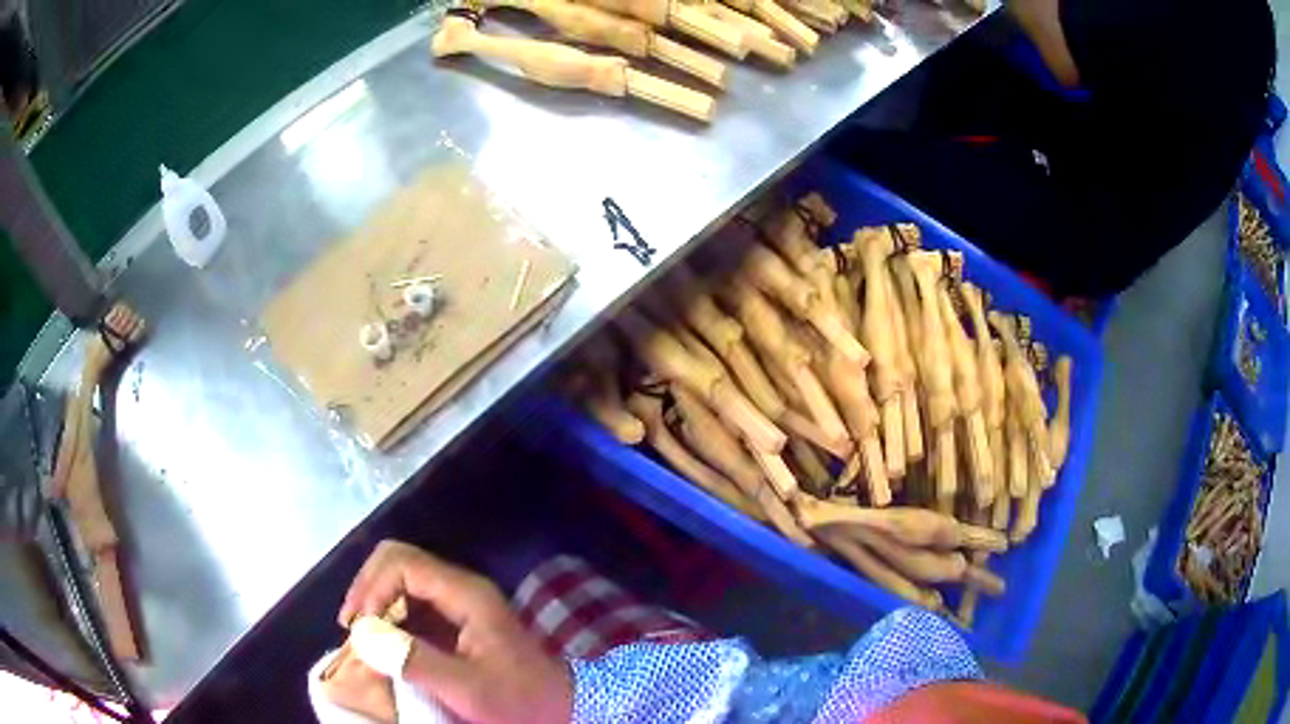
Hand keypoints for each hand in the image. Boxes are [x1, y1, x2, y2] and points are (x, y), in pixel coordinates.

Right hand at [339, 540, 571, 723]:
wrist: (561, 706)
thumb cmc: (518, 699)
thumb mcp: (466, 687)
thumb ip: (415, 662)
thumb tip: (364, 636)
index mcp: (466, 594)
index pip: (402, 564)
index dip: (372, 588)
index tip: (359, 627)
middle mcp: (460, 587)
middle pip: (398, 561)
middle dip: (367, 588)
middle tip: (352, 626)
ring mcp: (458, 601)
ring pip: (402, 579)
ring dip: (375, 601)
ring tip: (361, 636)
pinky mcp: (455, 619)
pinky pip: (411, 602)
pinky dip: (389, 615)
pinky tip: (381, 641)